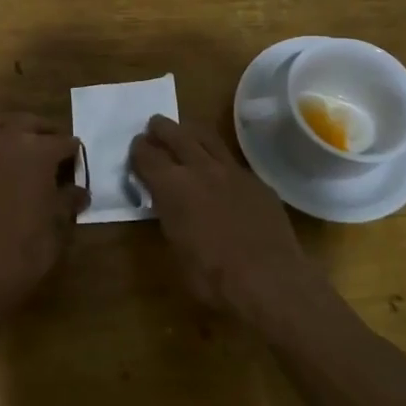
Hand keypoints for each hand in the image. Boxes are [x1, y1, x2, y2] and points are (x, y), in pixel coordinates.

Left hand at [0, 113, 86, 314]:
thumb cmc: (29, 246)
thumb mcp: (59, 223)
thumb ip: (69, 198)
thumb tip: (78, 190)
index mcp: (38, 151)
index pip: (65, 142)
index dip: (75, 156)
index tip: (78, 169)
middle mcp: (9, 143)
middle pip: (31, 123)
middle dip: (46, 133)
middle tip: (57, 152)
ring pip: (3, 127)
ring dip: (19, 133)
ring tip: (30, 154)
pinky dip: (0, 150)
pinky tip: (9, 174)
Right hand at [129, 115, 322, 323]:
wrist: (269, 279)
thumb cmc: (213, 276)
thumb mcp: (175, 251)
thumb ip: (168, 217)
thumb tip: (167, 204)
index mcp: (172, 186)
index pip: (147, 156)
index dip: (138, 150)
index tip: (136, 148)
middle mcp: (200, 168)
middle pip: (176, 135)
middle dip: (161, 128)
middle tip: (154, 125)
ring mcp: (232, 171)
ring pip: (207, 137)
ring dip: (190, 132)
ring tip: (185, 132)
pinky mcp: (256, 181)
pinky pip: (232, 160)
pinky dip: (218, 158)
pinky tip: (220, 169)